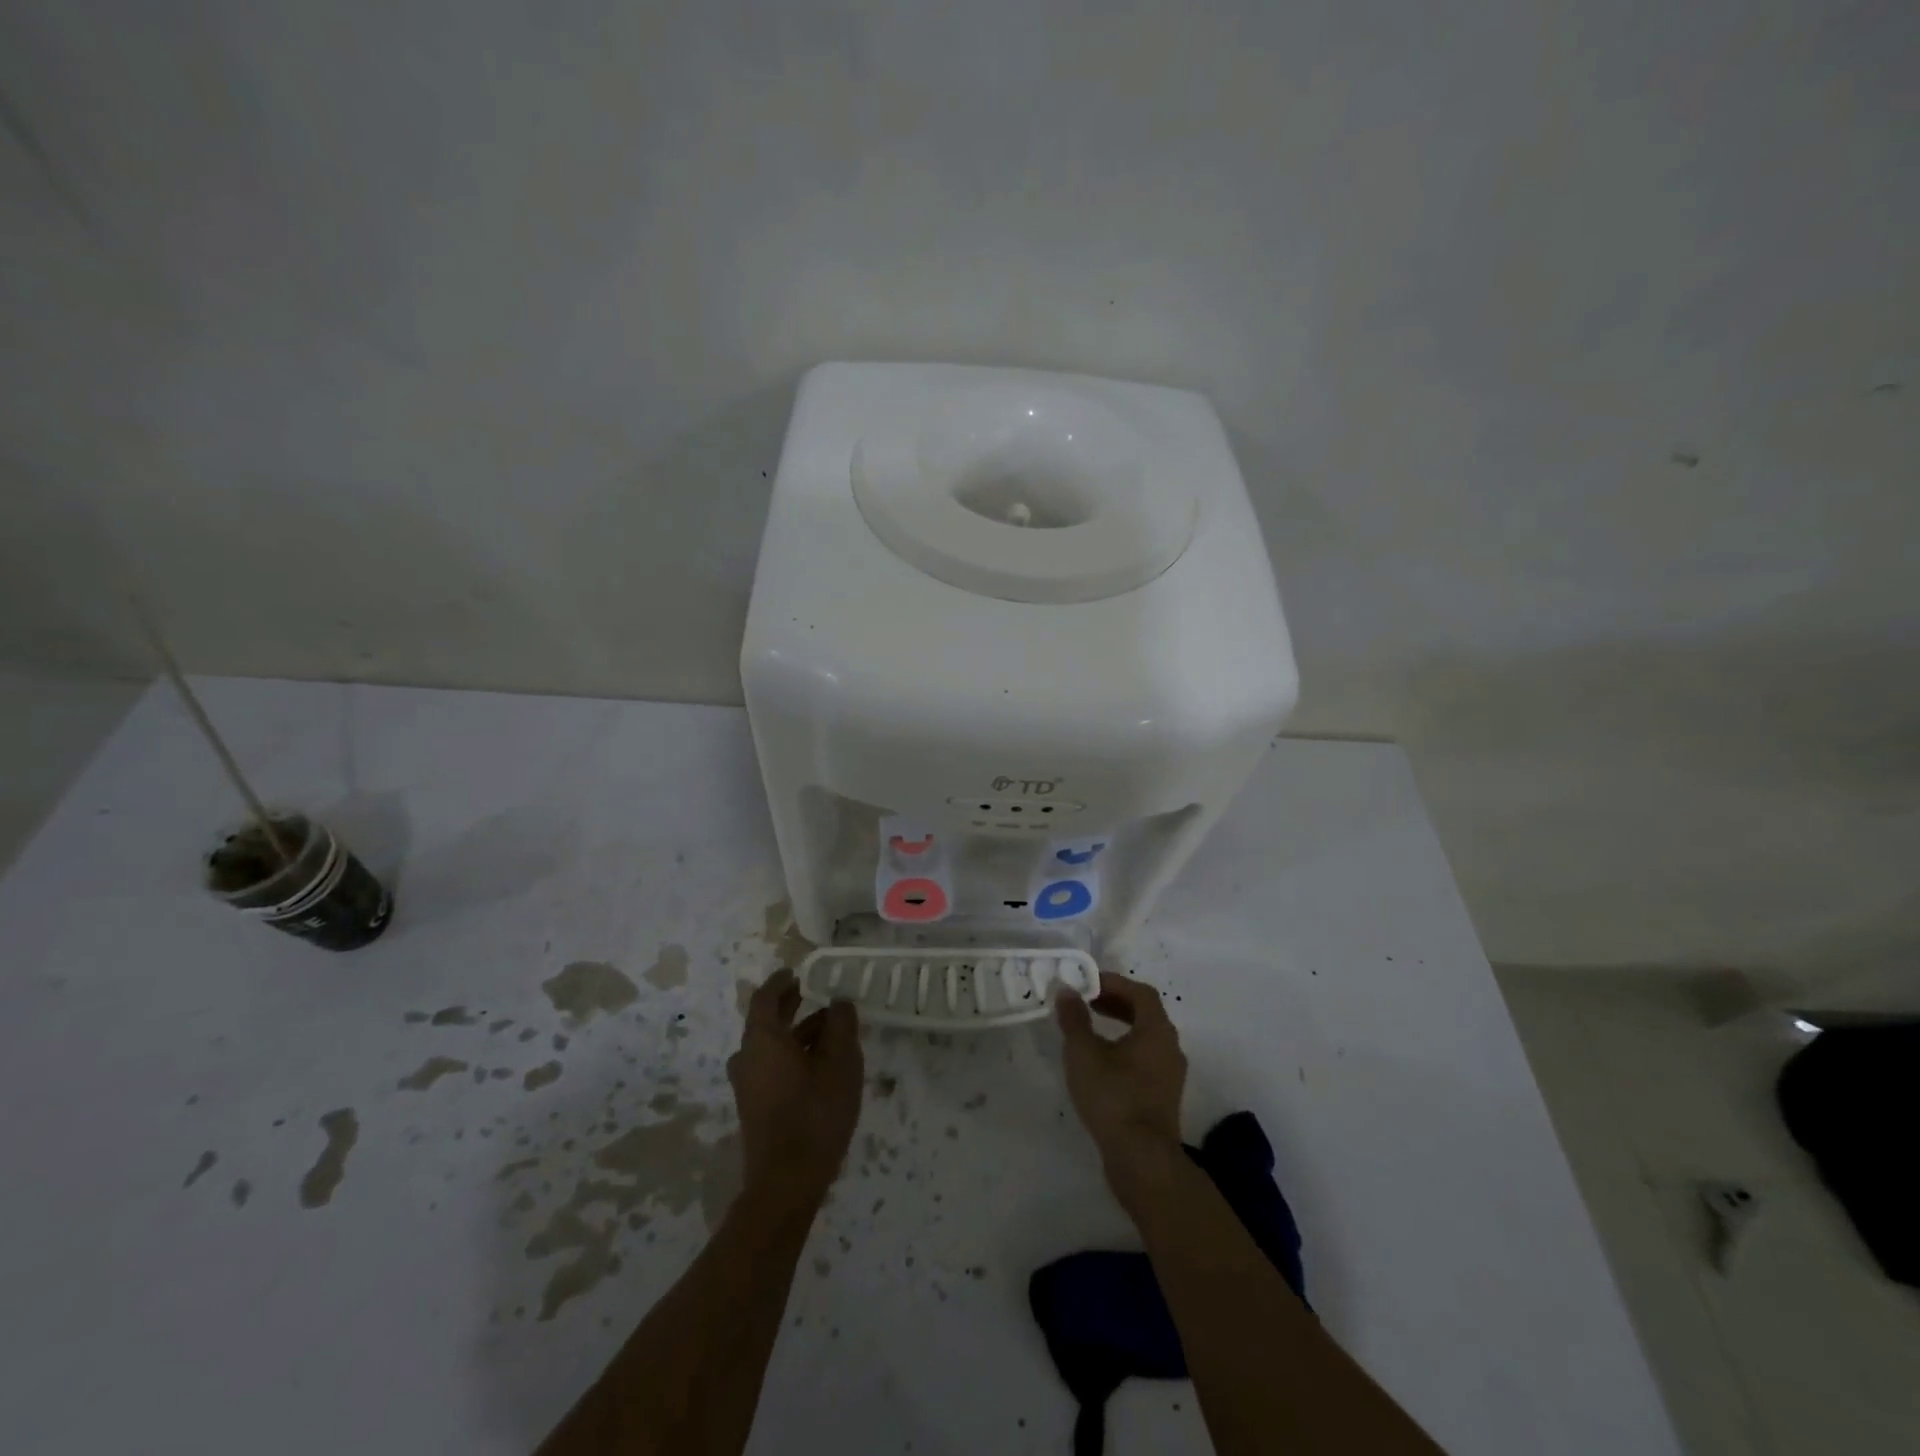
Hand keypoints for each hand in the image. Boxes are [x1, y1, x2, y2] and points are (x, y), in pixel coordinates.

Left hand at [729, 969, 863, 1207]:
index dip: (781, 982)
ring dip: (797, 1032)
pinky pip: (772, 1066)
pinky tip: (820, 1063)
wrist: (786, 1183)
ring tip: (830, 1028)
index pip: (765, 998)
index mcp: (762, 1039)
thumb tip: (839, 1003)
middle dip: (790, 1005)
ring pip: (771, 1046)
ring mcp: (748, 1085)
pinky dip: (792, 1054)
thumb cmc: (814, 1113)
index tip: (797, 972)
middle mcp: (747, 1058)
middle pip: (766, 1021)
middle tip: (813, 992)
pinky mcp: (756, 1107)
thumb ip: (841, 1025)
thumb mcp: (840, 1063)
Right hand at [1057, 970, 1187, 1180]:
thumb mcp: (1084, 1053)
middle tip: (1087, 1002)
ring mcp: (1170, 1075)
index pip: (1140, 992)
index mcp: (1157, 1030)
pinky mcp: (1163, 1097)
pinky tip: (1101, 1063)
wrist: (1141, 1159)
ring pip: (1146, 1038)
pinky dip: (1125, 1049)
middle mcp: (1170, 1048)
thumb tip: (1067, 990)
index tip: (1087, 983)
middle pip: (1145, 1013)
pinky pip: (1146, 1060)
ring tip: (1090, 1031)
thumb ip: (1074, 1019)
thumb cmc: (1113, 1097)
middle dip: (1115, 1002)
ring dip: (1120, 1026)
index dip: (1114, 983)